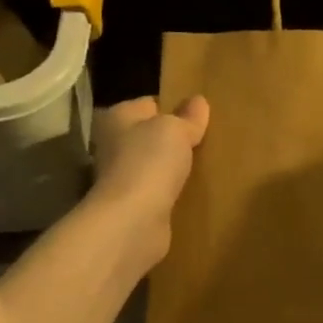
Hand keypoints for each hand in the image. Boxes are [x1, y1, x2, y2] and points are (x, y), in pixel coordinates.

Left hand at [90, 95, 210, 264]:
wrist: (132, 221)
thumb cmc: (149, 162)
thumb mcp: (175, 129)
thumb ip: (188, 116)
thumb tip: (198, 101)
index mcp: (118, 117)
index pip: (150, 104)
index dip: (175, 107)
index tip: (202, 116)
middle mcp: (113, 144)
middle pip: (151, 136)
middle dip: (176, 140)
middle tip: (209, 141)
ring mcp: (121, 177)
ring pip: (156, 165)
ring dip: (175, 167)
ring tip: (207, 165)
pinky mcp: (132, 205)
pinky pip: (159, 191)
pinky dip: (173, 192)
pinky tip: (195, 192)